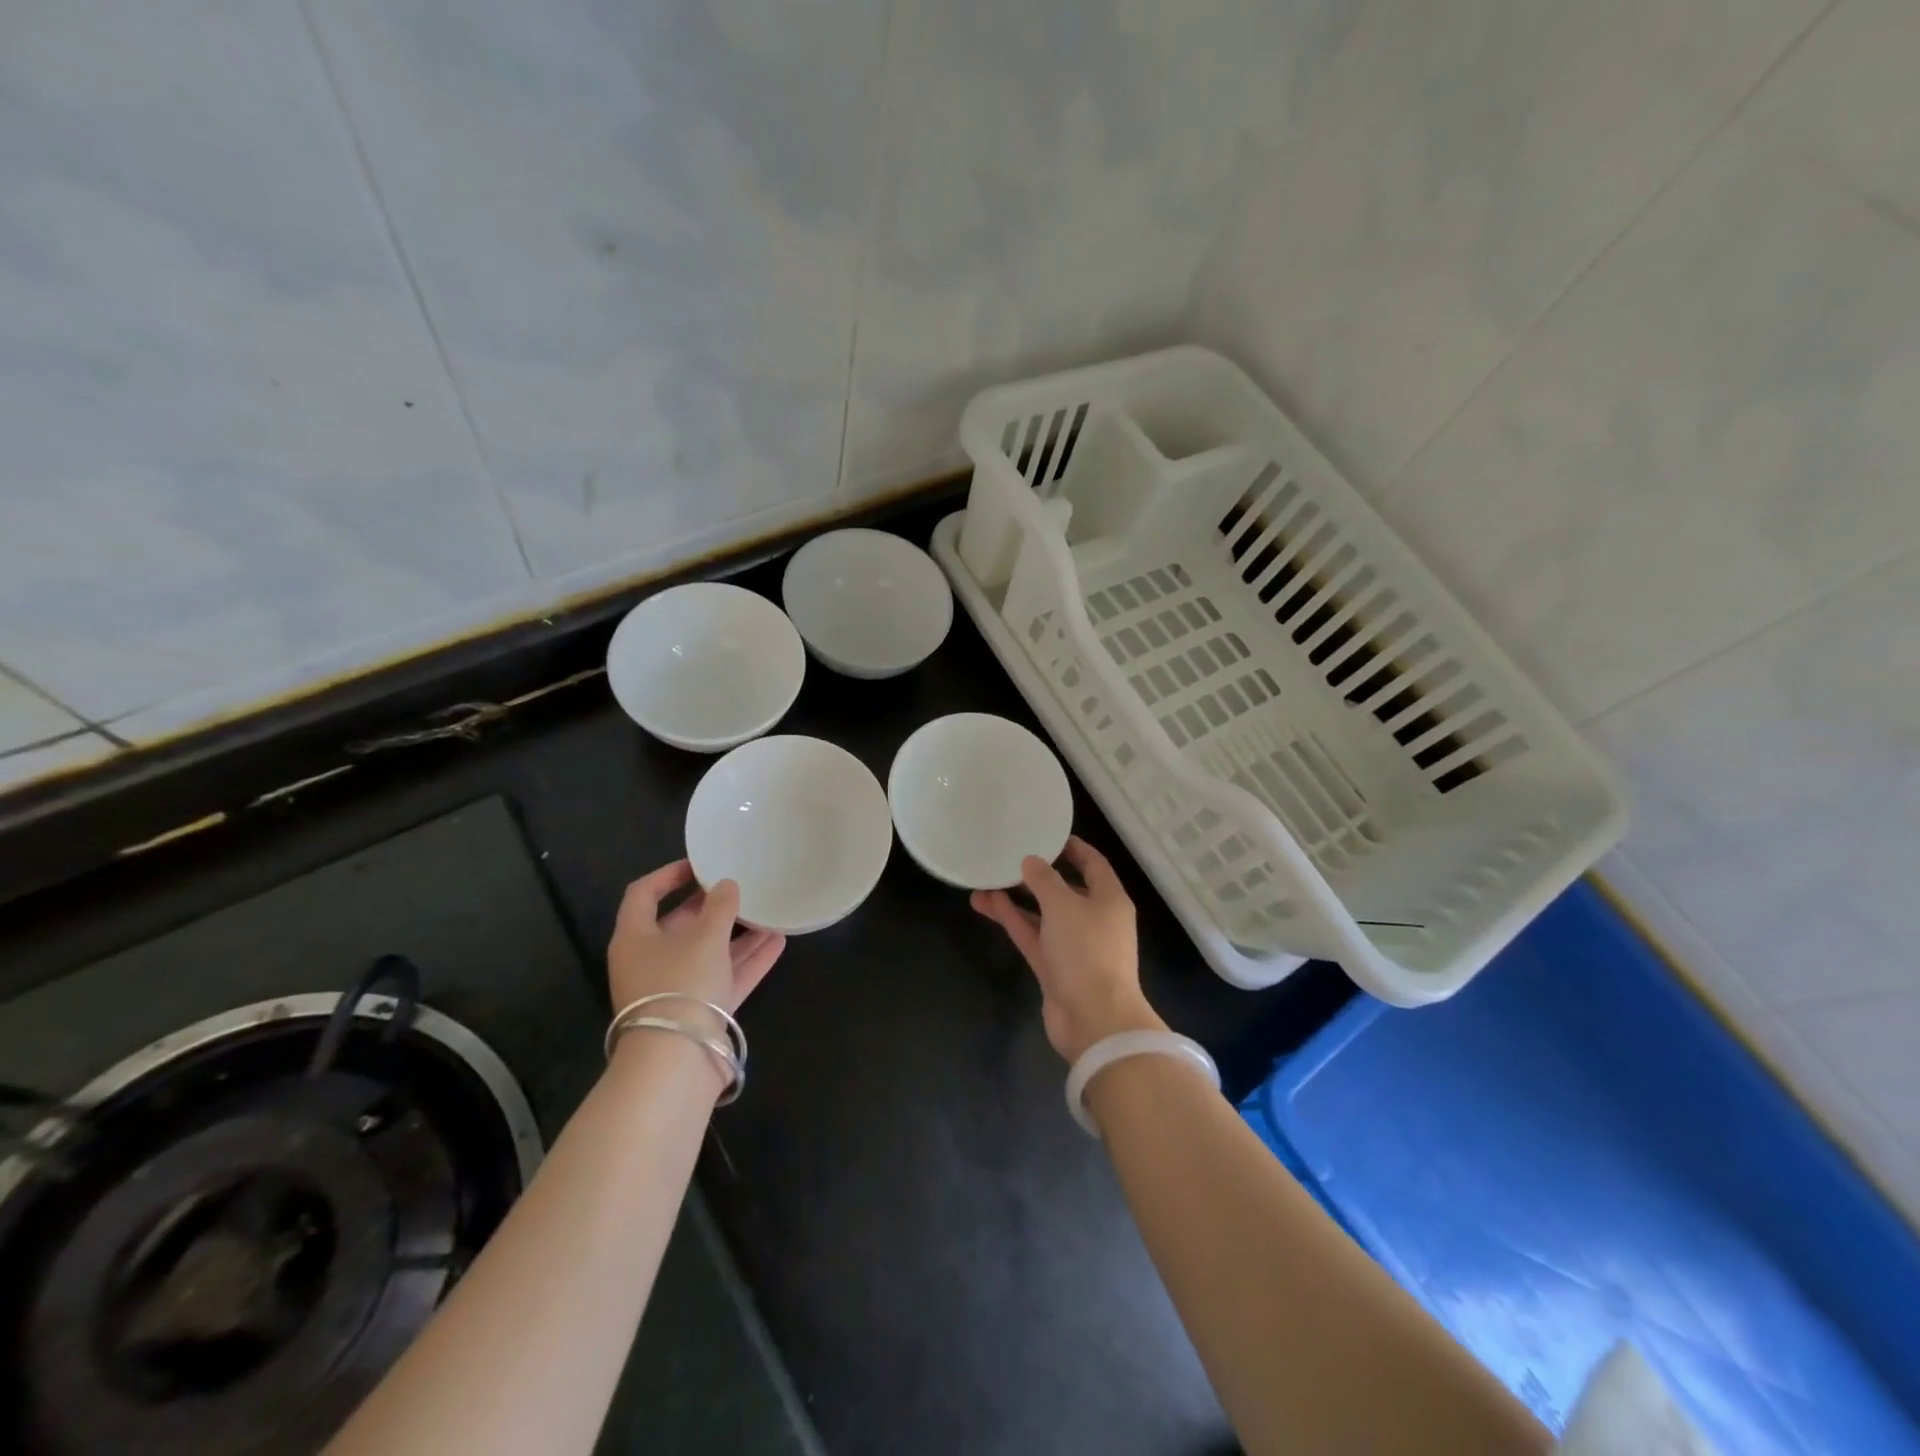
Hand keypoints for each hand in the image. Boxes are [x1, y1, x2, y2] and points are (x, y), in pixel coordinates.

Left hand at [606, 860, 785, 1016]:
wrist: (677, 1062)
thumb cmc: (681, 984)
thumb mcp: (704, 937)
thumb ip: (720, 906)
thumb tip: (726, 885)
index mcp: (635, 938)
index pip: (643, 894)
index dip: (669, 875)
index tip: (700, 864)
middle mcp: (651, 961)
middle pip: (680, 925)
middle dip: (711, 906)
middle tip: (740, 887)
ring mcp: (676, 989)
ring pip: (708, 953)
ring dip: (737, 934)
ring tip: (768, 913)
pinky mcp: (700, 1012)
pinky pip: (725, 978)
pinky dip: (748, 961)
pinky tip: (778, 943)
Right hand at [971, 836, 1164, 1062]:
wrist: (1094, 1020)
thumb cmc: (1087, 952)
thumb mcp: (1064, 905)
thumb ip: (1044, 879)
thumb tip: (1031, 861)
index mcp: (1109, 900)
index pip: (1093, 864)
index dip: (1073, 848)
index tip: (1047, 834)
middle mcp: (1094, 919)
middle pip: (1064, 889)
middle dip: (1037, 874)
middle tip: (1008, 856)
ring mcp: (1073, 946)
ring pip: (1042, 914)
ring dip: (1016, 898)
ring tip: (985, 879)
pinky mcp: (1054, 968)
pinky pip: (1032, 936)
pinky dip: (1012, 920)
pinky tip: (987, 903)